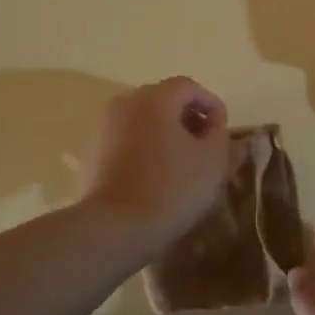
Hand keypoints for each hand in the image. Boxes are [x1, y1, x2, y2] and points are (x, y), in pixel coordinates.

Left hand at [80, 77, 230, 256]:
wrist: (115, 227)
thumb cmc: (171, 189)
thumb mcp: (212, 160)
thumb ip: (218, 133)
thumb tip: (211, 124)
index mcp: (154, 98)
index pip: (188, 87)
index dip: (211, 104)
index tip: (222, 131)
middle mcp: (124, 103)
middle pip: (163, 100)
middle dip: (187, 117)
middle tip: (204, 145)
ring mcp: (103, 128)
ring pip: (142, 120)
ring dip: (165, 133)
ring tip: (181, 163)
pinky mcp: (91, 153)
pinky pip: (126, 140)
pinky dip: (144, 148)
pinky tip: (154, 176)